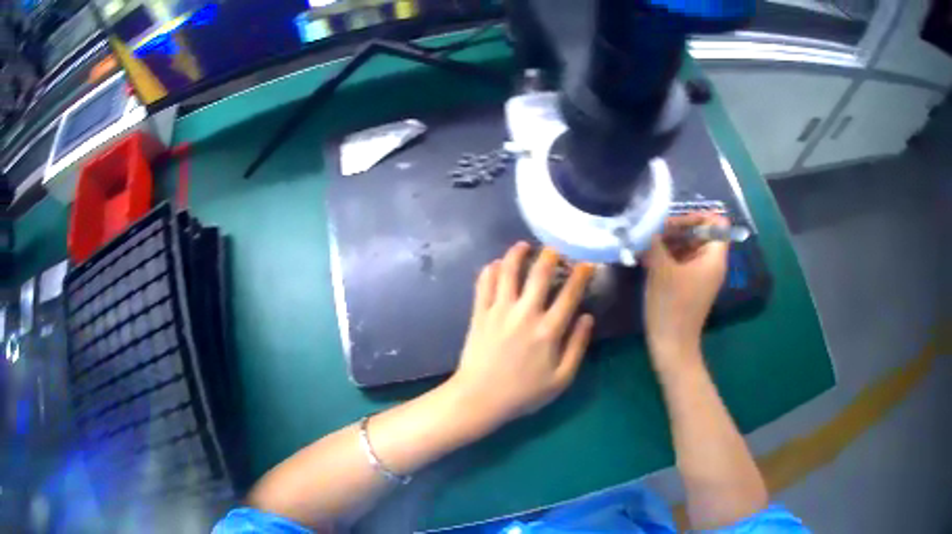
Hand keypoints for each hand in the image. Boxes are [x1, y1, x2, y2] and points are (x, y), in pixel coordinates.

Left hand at [448, 242, 595, 431]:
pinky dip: (491, 270)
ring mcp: (499, 310)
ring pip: (508, 271)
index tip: (587, 263)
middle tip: (555, 248)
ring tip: (523, 246)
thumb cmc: (523, 393)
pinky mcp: (479, 313)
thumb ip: (577, 347)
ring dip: (516, 254)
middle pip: (539, 274)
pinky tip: (496, 264)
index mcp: (548, 330)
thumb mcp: (561, 379)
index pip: (570, 293)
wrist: (480, 398)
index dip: (581, 274)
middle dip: (550, 255)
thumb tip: (587, 317)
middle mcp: (525, 314)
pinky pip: (484, 283)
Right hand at [643, 213, 728, 371]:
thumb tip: (646, 223)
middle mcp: (711, 264)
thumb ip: (655, 241)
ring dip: (668, 243)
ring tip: (645, 246)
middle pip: (699, 233)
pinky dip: (667, 257)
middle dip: (676, 229)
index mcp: (713, 258)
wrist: (671, 346)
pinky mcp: (689, 285)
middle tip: (652, 234)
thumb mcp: (661, 270)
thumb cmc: (671, 307)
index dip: (696, 217)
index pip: (716, 223)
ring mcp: (700, 275)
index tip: (672, 223)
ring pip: (688, 247)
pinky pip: (682, 261)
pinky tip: (646, 259)